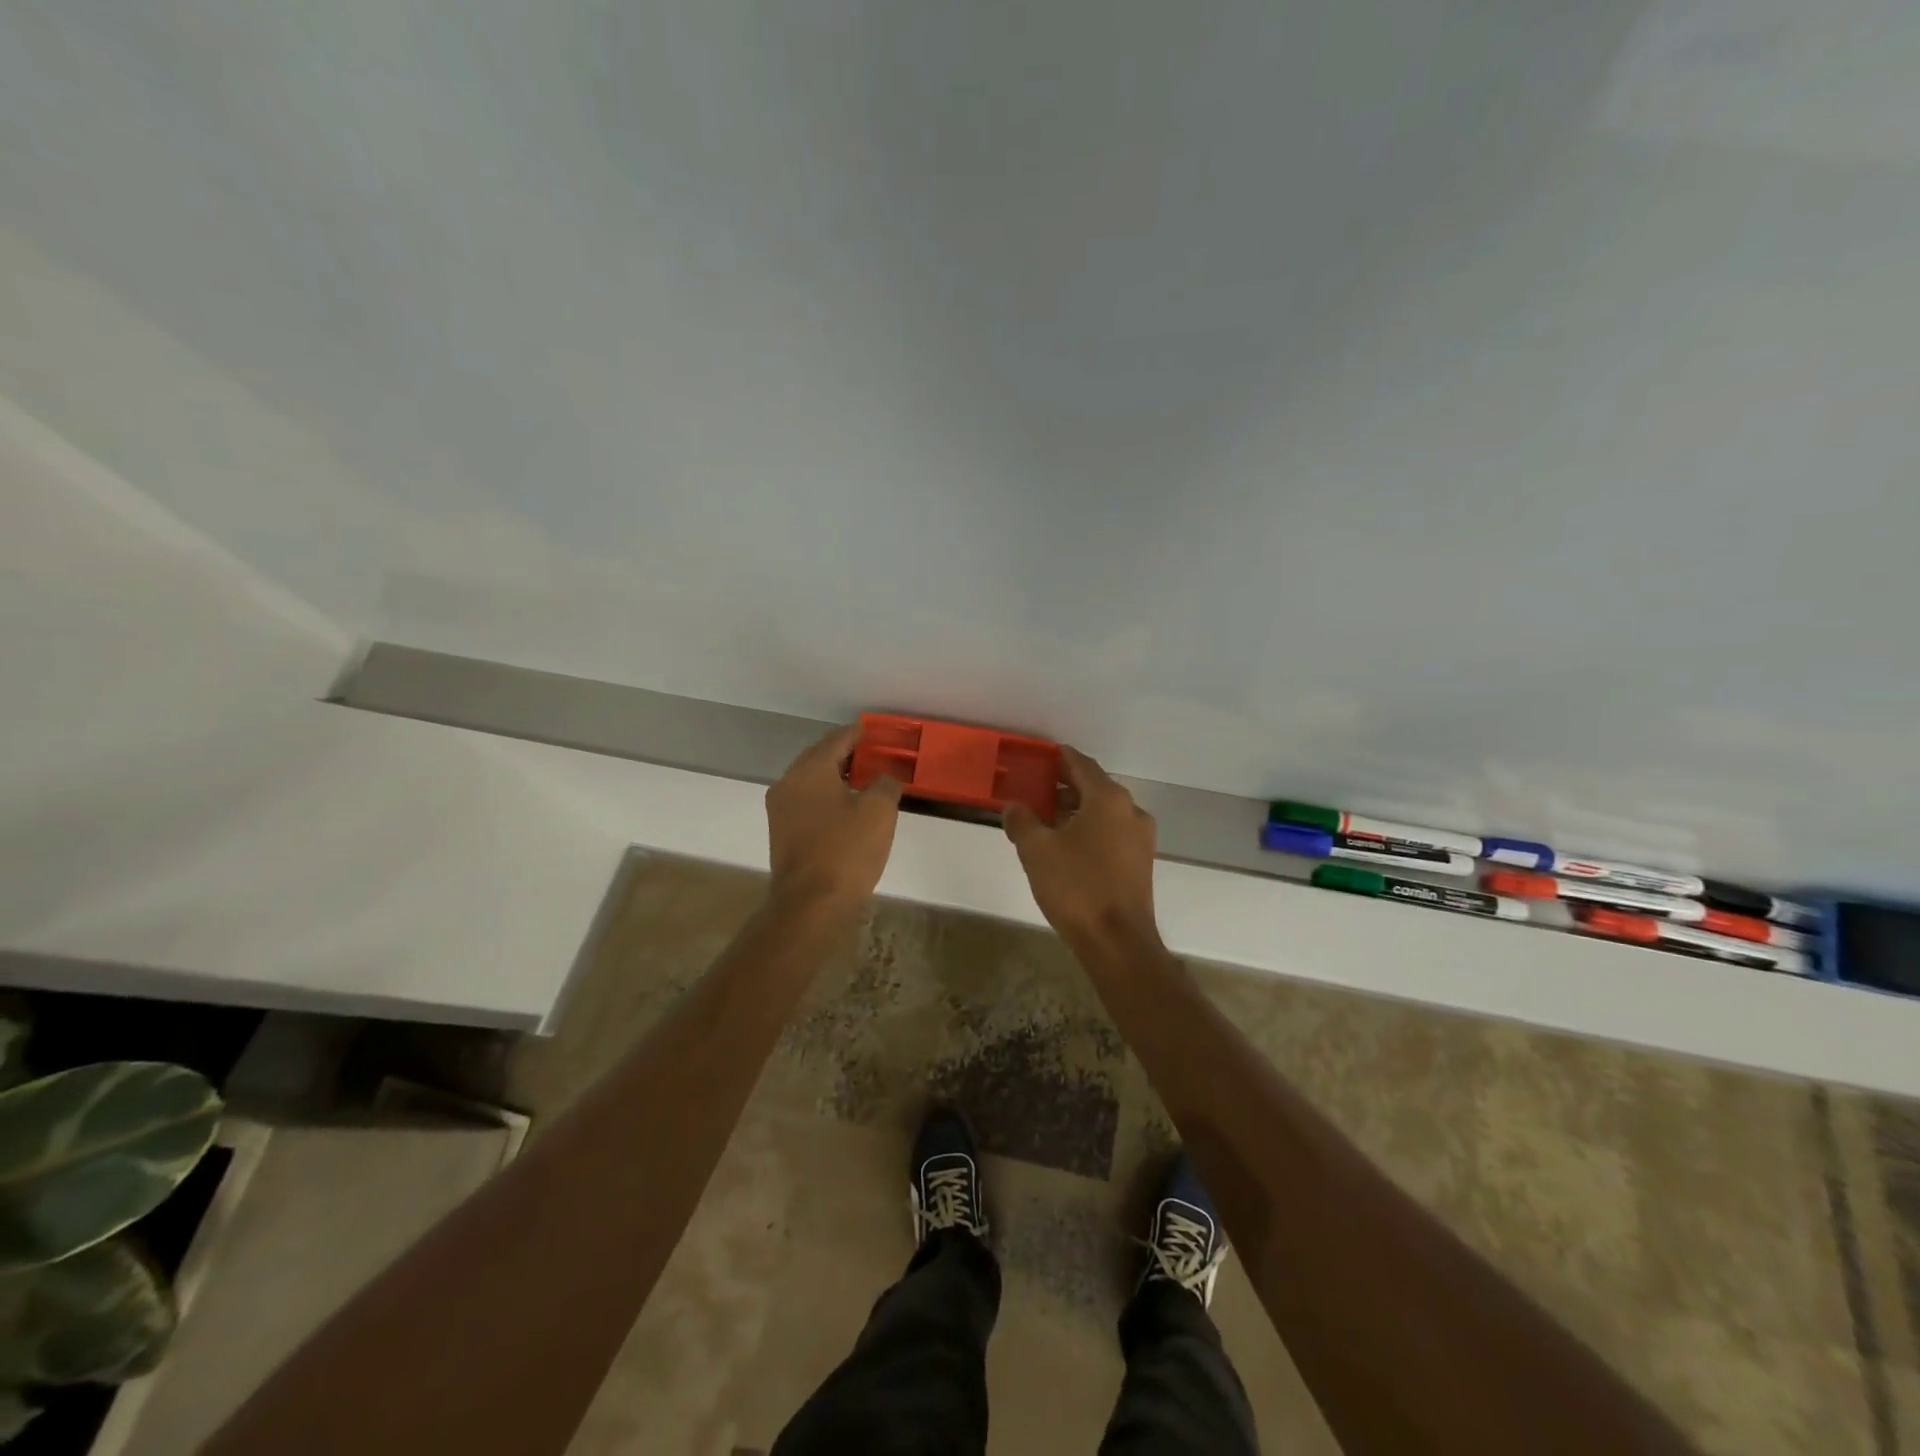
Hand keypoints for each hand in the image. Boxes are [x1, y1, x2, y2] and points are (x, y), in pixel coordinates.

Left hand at [765, 723, 903, 917]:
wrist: (809, 904)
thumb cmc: (846, 850)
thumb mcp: (879, 811)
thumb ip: (885, 784)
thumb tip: (883, 778)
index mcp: (810, 769)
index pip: (837, 739)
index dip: (857, 733)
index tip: (873, 729)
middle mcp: (788, 782)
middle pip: (820, 758)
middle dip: (845, 754)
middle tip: (872, 753)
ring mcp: (780, 809)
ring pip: (811, 781)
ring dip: (836, 777)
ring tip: (863, 780)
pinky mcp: (781, 833)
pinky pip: (807, 803)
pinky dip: (826, 797)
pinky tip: (846, 808)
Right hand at [1003, 746, 1160, 952]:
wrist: (1117, 941)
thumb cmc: (1076, 887)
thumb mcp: (1037, 850)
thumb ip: (1022, 821)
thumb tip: (1013, 806)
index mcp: (1108, 798)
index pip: (1081, 764)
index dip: (1059, 758)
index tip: (1039, 757)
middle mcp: (1130, 810)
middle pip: (1094, 787)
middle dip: (1064, 786)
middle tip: (1035, 790)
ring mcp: (1140, 838)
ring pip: (1104, 812)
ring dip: (1076, 810)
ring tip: (1045, 821)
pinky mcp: (1141, 862)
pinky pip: (1112, 833)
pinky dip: (1090, 830)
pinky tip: (1066, 846)